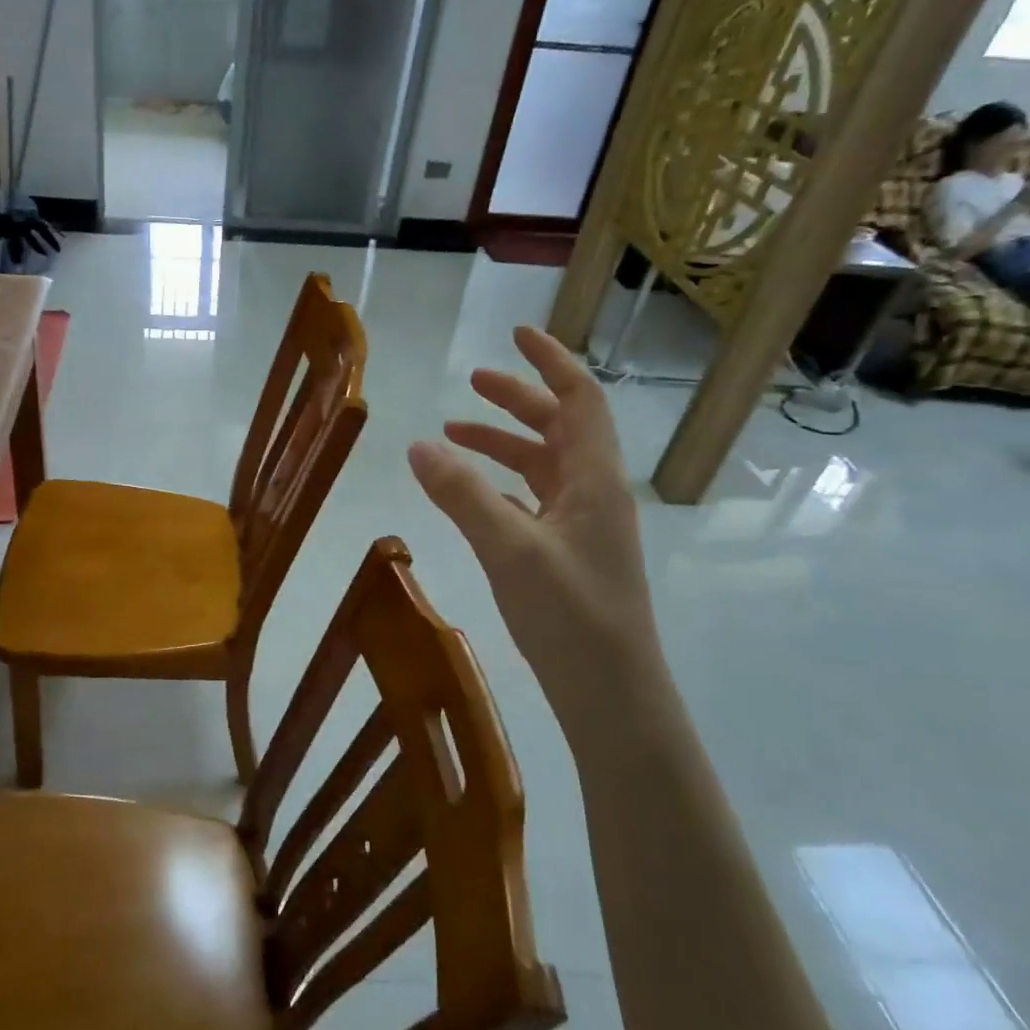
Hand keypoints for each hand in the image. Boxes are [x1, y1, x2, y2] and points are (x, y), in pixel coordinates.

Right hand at [407, 326, 668, 743]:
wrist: (612, 693)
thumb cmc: (571, 614)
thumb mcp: (509, 548)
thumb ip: (462, 494)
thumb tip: (417, 445)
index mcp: (594, 478)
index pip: (579, 399)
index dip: (549, 361)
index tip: (515, 335)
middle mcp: (594, 492)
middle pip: (559, 426)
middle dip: (516, 400)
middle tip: (469, 383)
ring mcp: (583, 525)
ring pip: (543, 465)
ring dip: (503, 443)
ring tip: (452, 436)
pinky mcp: (569, 553)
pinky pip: (534, 499)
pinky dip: (502, 484)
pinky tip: (472, 494)